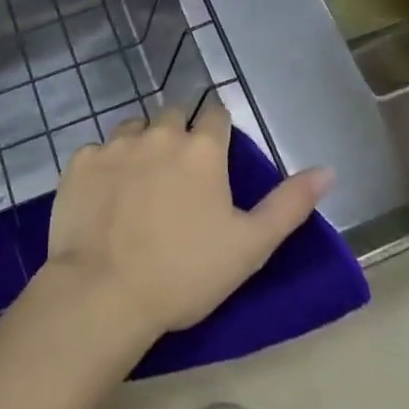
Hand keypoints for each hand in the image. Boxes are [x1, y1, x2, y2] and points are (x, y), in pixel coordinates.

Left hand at [43, 101, 333, 342]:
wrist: (103, 294)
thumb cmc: (185, 273)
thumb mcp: (250, 246)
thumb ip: (290, 204)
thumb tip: (328, 170)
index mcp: (201, 148)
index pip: (216, 115)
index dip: (218, 132)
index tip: (215, 156)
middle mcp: (159, 133)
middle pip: (174, 115)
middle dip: (180, 134)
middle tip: (178, 175)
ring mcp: (115, 144)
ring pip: (135, 128)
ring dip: (142, 145)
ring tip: (141, 184)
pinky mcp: (80, 161)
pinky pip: (98, 151)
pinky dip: (105, 167)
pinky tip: (105, 199)